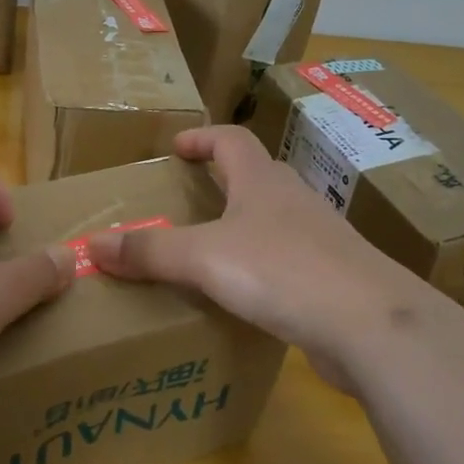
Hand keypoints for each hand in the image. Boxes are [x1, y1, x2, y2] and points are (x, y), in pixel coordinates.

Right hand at [87, 125, 443, 392]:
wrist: (372, 325)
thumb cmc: (282, 272)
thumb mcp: (204, 257)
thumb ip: (150, 250)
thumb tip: (92, 243)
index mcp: (263, 182)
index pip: (231, 140)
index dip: (202, 138)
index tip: (176, 147)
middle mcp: (293, 201)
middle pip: (255, 177)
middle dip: (221, 183)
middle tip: (186, 201)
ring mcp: (320, 240)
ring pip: (273, 222)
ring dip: (242, 229)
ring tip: (208, 253)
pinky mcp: (332, 279)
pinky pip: (287, 263)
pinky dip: (262, 270)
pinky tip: (246, 298)